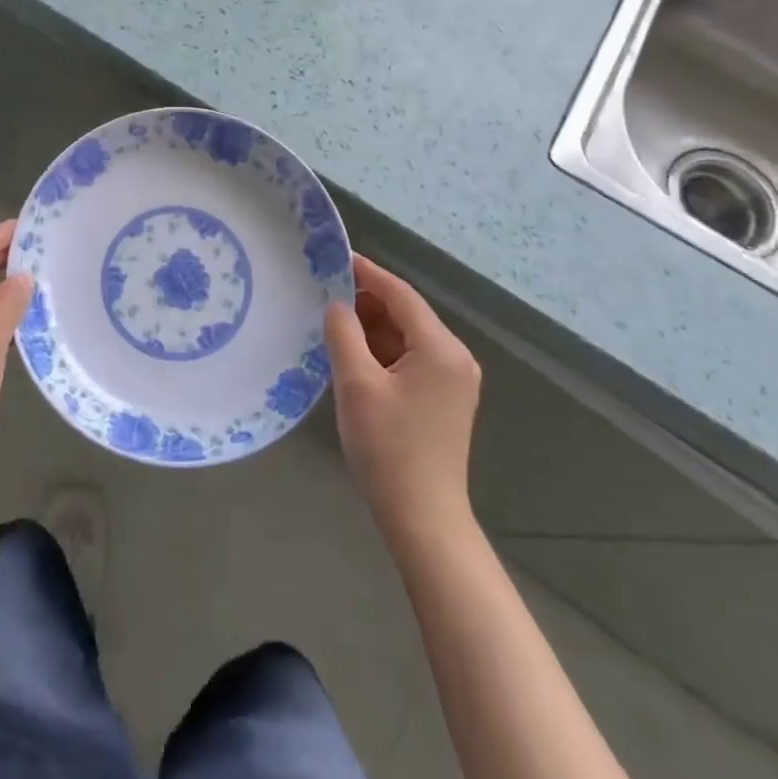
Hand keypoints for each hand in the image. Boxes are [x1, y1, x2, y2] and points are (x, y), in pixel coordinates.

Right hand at [325, 253, 481, 541]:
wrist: (423, 520)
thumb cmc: (388, 448)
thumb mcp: (356, 384)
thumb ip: (344, 333)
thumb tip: (337, 305)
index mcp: (441, 349)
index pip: (400, 295)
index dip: (367, 273)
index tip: (335, 258)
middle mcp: (455, 358)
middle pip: (405, 315)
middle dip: (366, 303)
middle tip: (323, 295)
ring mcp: (453, 381)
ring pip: (405, 338)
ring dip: (371, 330)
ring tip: (332, 325)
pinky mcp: (443, 400)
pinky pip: (409, 360)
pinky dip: (382, 353)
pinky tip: (353, 357)